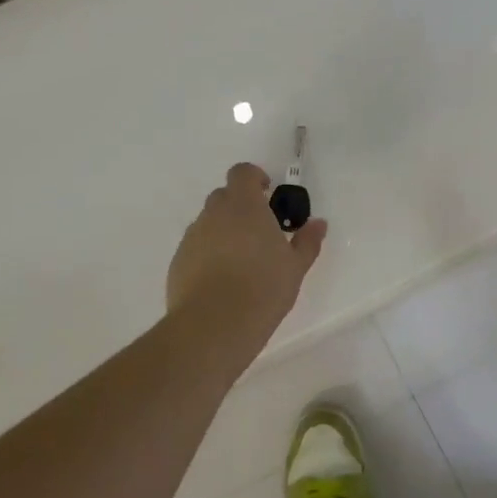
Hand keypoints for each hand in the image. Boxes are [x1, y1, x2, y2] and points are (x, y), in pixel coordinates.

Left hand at [167, 162, 327, 354]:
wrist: (214, 324)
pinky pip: (196, 248)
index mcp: (243, 206)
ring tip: (242, 262)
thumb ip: (307, 241)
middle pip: (224, 197)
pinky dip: (209, 254)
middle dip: (241, 207)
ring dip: (224, 232)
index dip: (254, 177)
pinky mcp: (178, 262)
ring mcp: (192, 238)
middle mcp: (213, 214)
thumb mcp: (295, 266)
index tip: (267, 193)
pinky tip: (222, 281)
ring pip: (209, 223)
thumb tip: (318, 223)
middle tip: (260, 232)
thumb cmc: (263, 288)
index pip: (242, 173)